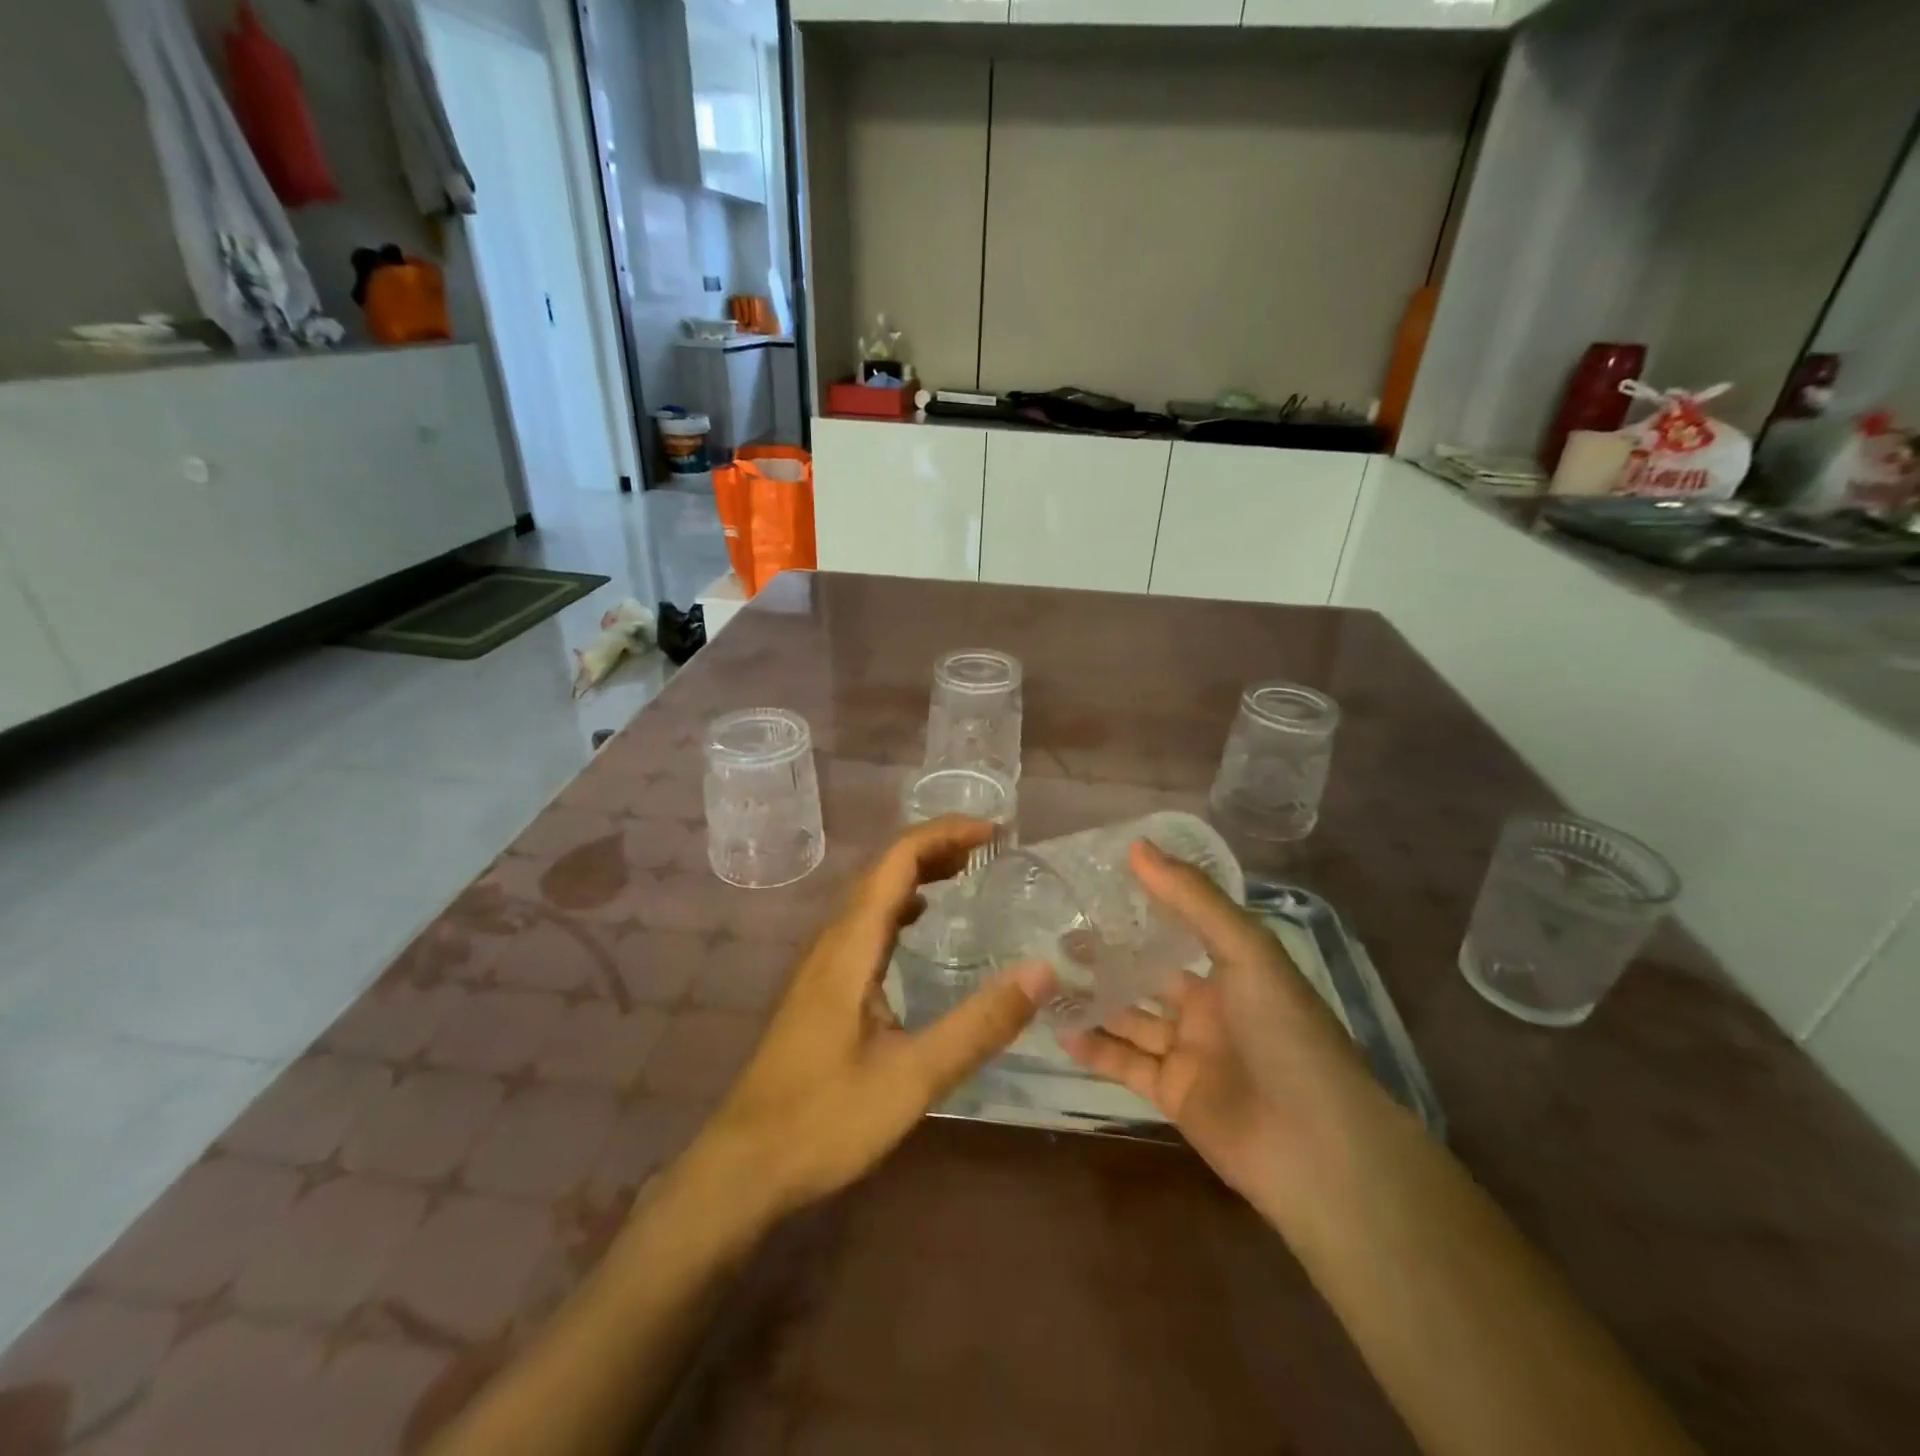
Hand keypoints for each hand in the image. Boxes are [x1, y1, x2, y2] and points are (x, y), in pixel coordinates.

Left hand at [698, 817, 1052, 1219]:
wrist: (745, 1163)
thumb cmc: (826, 1119)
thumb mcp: (914, 1077)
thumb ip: (979, 1025)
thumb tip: (1042, 971)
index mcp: (851, 946)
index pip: (896, 860)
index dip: (944, 833)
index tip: (994, 831)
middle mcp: (833, 941)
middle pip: (883, 868)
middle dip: (936, 845)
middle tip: (991, 846)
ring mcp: (823, 962)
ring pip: (872, 894)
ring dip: (917, 871)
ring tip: (966, 870)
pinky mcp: (822, 985)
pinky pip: (866, 923)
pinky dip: (901, 904)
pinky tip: (921, 921)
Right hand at [1060, 840, 1374, 1207]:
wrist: (1315, 1145)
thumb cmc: (1285, 1032)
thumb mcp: (1245, 950)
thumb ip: (1192, 898)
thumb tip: (1137, 845)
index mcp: (1235, 968)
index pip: (1182, 927)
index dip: (1144, 906)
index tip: (1097, 884)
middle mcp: (1211, 1006)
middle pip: (1148, 974)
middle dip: (1108, 957)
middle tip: (1058, 935)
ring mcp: (1191, 1052)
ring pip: (1131, 1018)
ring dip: (1094, 1000)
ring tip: (1046, 977)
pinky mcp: (1173, 1093)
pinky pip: (1126, 1064)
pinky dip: (1095, 1048)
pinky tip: (1059, 1029)